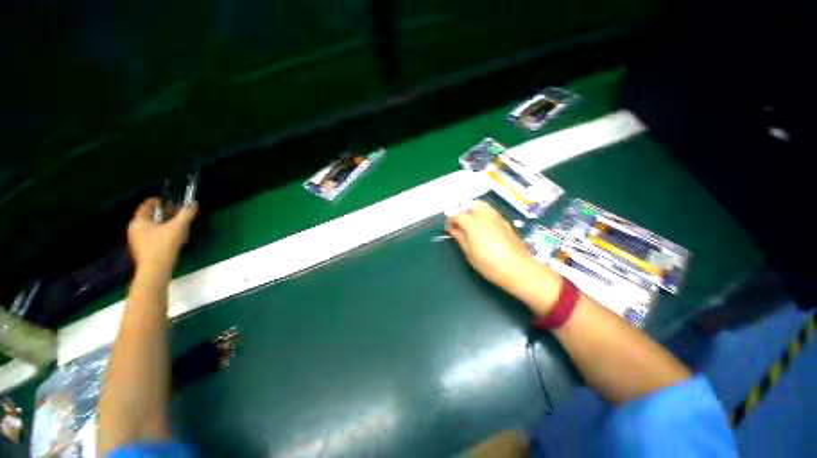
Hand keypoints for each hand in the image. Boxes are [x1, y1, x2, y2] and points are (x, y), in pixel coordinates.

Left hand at [127, 198, 197, 277]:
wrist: (155, 270)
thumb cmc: (163, 246)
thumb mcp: (178, 227)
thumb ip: (186, 214)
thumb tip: (193, 203)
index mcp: (139, 221)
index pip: (146, 205)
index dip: (158, 201)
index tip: (171, 201)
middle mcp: (134, 229)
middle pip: (149, 216)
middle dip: (163, 213)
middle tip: (177, 213)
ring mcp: (137, 240)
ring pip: (151, 226)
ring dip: (163, 223)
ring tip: (177, 225)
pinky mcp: (142, 250)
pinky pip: (152, 236)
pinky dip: (162, 233)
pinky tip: (173, 238)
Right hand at [446, 201, 560, 313]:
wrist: (518, 269)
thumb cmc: (489, 264)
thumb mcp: (470, 253)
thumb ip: (460, 238)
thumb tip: (452, 229)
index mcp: (474, 224)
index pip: (458, 214)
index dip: (451, 219)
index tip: (449, 228)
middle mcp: (486, 217)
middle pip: (472, 205)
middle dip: (464, 211)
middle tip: (460, 223)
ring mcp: (498, 219)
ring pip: (483, 207)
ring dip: (474, 211)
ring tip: (471, 225)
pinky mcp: (506, 223)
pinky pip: (492, 213)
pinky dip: (484, 216)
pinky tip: (484, 229)